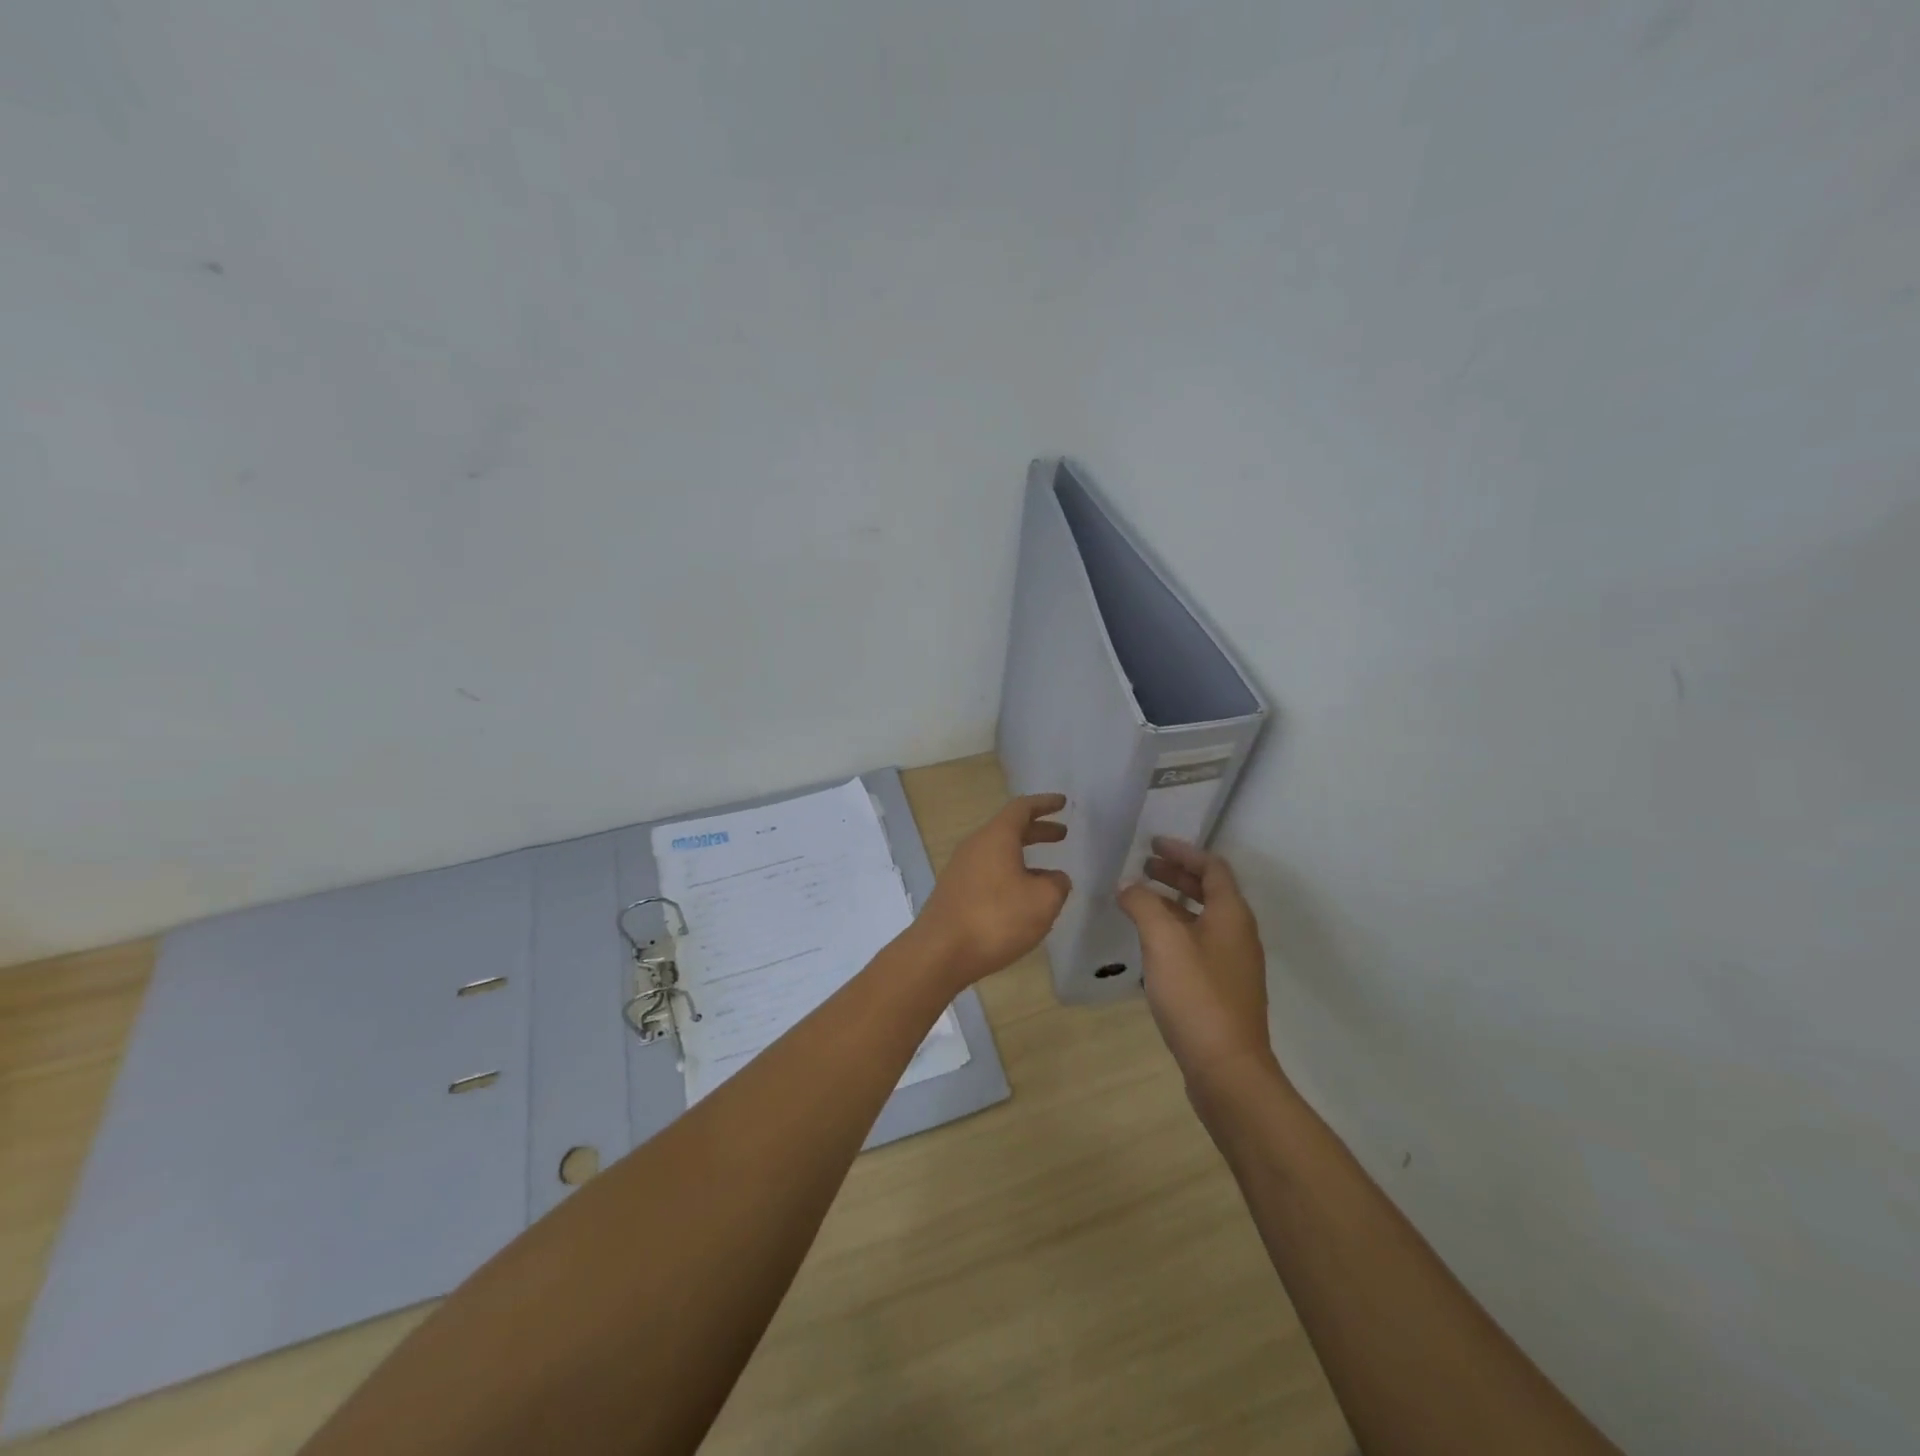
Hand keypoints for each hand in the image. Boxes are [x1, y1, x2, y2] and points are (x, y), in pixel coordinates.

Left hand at [917, 793, 1070, 987]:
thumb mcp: (1042, 901)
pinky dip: (1010, 875)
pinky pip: (988, 872)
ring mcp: (961, 869)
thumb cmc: (996, 919)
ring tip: (1049, 875)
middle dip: (1037, 831)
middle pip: (1009, 829)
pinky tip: (1022, 898)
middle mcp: (975, 846)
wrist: (940, 952)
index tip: (1062, 802)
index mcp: (996, 837)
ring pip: (998, 853)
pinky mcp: (955, 892)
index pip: (1022, 808)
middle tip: (1062, 834)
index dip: (1044, 804)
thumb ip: (1057, 885)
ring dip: (1024, 856)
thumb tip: (1056, 879)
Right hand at [1118, 838, 1276, 1090]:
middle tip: (1142, 865)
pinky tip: (1149, 942)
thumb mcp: (1163, 941)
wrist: (1227, 1068)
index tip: (1152, 843)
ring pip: (1201, 918)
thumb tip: (1129, 887)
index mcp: (1231, 915)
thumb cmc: (1196, 995)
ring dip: (1172, 902)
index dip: (1183, 851)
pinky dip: (1173, 930)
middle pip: (1208, 891)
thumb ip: (1143, 905)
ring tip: (1139, 899)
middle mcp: (1237, 934)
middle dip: (1175, 874)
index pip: (1212, 867)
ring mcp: (1232, 964)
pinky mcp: (1221, 989)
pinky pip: (1197, 943)